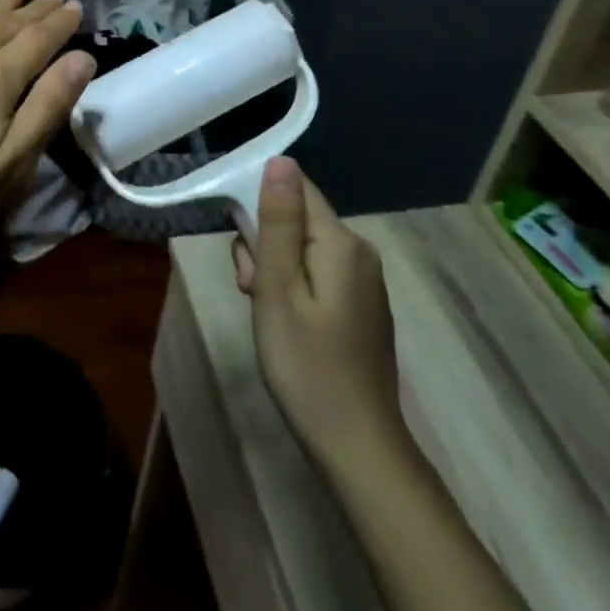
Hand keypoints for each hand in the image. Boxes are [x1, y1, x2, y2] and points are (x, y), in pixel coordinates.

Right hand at [233, 158, 403, 460]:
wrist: (359, 450)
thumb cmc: (307, 366)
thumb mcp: (277, 289)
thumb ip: (278, 222)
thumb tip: (281, 161)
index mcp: (342, 242)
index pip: (296, 190)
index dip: (261, 208)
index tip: (244, 248)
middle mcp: (360, 252)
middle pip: (298, 221)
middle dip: (265, 246)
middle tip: (251, 292)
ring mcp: (365, 282)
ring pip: (305, 250)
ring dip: (275, 271)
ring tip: (265, 314)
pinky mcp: (362, 307)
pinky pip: (319, 275)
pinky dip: (295, 290)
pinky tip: (286, 325)